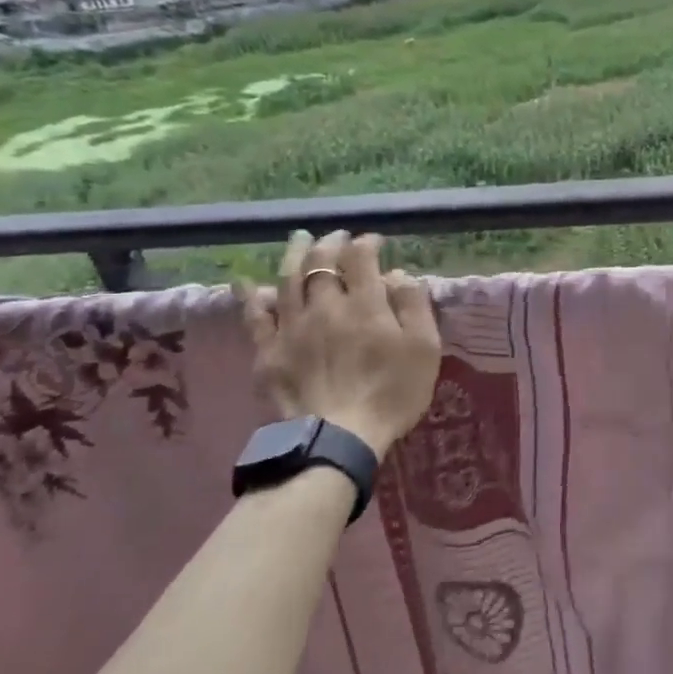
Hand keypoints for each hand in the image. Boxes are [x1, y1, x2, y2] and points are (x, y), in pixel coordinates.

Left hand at [240, 230, 441, 459]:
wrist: (338, 438)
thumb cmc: (392, 393)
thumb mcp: (424, 349)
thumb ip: (414, 306)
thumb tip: (397, 274)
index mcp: (365, 304)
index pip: (361, 259)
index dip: (366, 243)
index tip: (373, 241)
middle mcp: (325, 305)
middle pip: (322, 263)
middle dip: (330, 243)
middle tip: (337, 235)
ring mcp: (292, 327)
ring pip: (288, 280)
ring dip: (294, 255)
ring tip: (299, 240)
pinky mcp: (268, 351)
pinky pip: (254, 316)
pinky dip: (251, 295)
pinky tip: (248, 282)